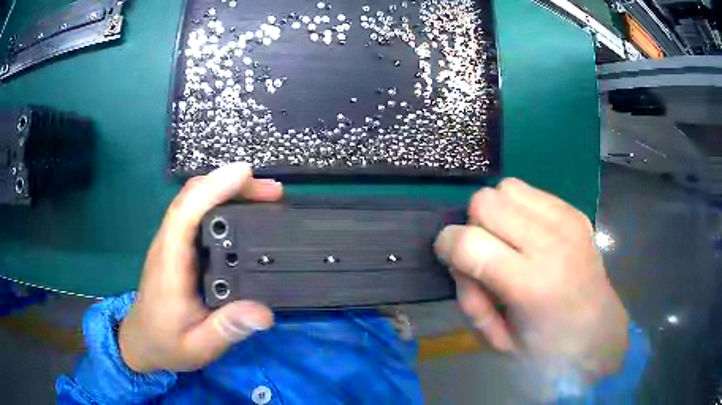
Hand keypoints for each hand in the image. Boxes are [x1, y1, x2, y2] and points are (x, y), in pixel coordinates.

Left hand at [119, 163, 282, 372]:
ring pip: (195, 200)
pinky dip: (221, 201)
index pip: (186, 212)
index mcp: (171, 264)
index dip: (213, 187)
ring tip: (265, 196)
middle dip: (231, 183)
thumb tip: (264, 312)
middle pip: (192, 196)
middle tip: (272, 192)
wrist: (143, 341)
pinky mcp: (178, 247)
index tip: (246, 174)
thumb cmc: (167, 343)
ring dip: (227, 189)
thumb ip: (227, 329)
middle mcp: (169, 244)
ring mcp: (172, 243)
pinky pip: (197, 213)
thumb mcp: (199, 346)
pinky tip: (243, 212)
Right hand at [434, 178, 628, 382]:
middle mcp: (551, 244)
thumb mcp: (497, 340)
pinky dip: (519, 207)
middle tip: (485, 253)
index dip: (446, 245)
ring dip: (497, 212)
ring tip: (508, 241)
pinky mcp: (575, 212)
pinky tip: (530, 235)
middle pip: (485, 202)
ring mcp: (567, 222)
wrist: (598, 333)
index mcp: (531, 285)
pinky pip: (531, 192)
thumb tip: (459, 258)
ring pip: (507, 188)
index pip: (468, 241)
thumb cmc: (547, 350)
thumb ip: (470, 297)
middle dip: (472, 225)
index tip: (448, 257)